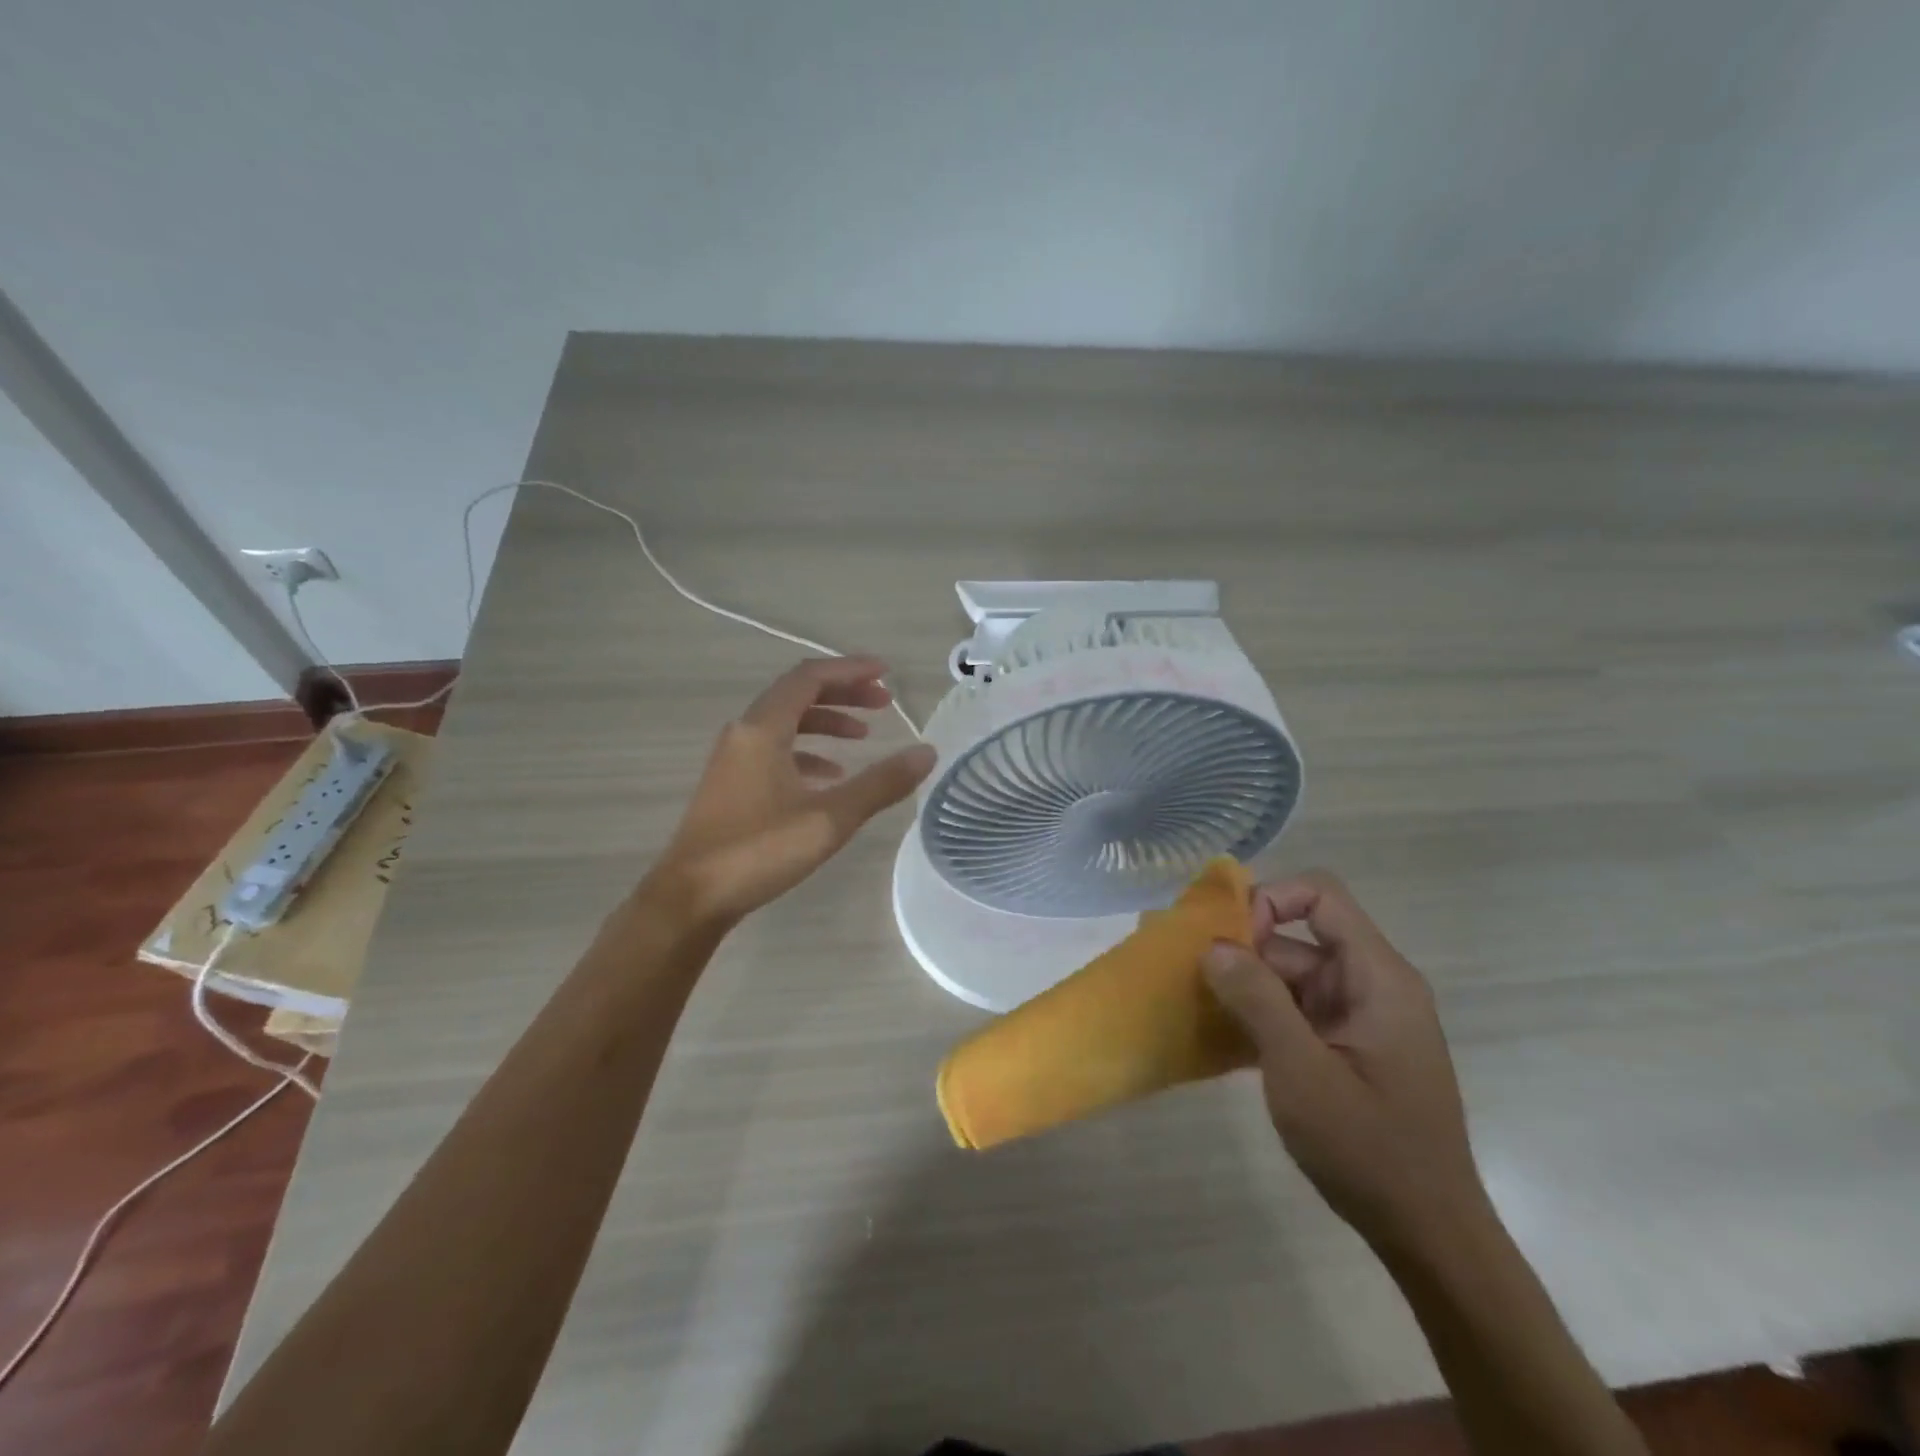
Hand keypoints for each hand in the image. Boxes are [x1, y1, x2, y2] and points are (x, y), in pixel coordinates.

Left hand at [651, 657, 936, 928]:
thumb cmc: (759, 850)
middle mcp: (744, 733)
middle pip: (798, 695)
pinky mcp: (732, 784)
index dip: (851, 670)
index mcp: (763, 729)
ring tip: (863, 737)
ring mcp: (734, 759)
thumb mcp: (830, 818)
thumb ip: (880, 783)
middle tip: (884, 703)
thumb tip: (926, 752)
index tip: (887, 673)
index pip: (810, 678)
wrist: (690, 898)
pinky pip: (775, 751)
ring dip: (826, 722)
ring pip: (786, 723)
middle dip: (843, 693)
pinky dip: (807, 752)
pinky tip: (830, 776)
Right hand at [1202, 871, 1487, 1251]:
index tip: (1228, 941)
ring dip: (1245, 988)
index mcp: (1377, 977)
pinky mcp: (1345, 1047)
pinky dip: (1259, 1015)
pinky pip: (1294, 1010)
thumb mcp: (1302, 1070)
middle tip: (1193, 981)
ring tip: (1196, 1008)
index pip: (1321, 896)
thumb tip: (1214, 945)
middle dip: (1244, 952)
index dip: (1270, 901)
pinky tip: (1221, 1038)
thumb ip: (1257, 999)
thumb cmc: (1370, 1148)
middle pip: (1297, 938)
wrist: (1428, 1236)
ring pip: (1289, 976)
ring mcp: (1358, 1018)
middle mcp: (1371, 985)